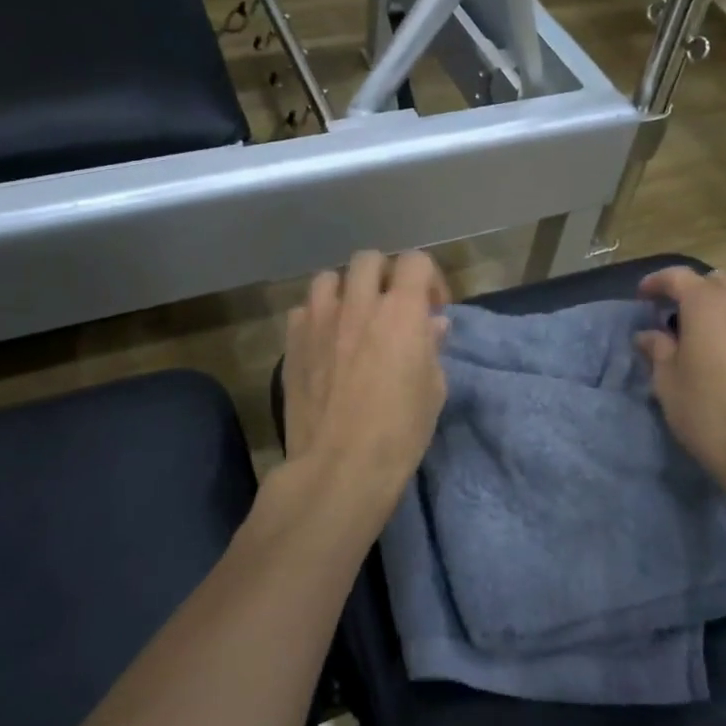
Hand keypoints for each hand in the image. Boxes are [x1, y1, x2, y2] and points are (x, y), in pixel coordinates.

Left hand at [276, 251, 449, 534]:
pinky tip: (324, 342)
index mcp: (401, 310)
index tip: (431, 309)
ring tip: (352, 317)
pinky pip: (303, 310)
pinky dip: (317, 317)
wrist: (340, 465)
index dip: (428, 279)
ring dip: (346, 290)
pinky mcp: (292, 341)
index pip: (416, 261)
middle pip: (370, 260)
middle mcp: (359, 303)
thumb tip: (431, 325)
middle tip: (391, 307)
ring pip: (329, 278)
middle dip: (385, 276)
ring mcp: (320, 319)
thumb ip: (432, 347)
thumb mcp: (433, 390)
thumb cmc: (400, 431)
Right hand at [635, 267, 725, 495]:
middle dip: (691, 291)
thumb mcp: (667, 380)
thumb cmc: (707, 410)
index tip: (641, 297)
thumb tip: (648, 335)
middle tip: (671, 314)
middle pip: (714, 282)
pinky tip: (724, 355)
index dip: (656, 282)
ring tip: (698, 335)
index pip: (678, 277)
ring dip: (716, 308)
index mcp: (707, 305)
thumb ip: (657, 349)